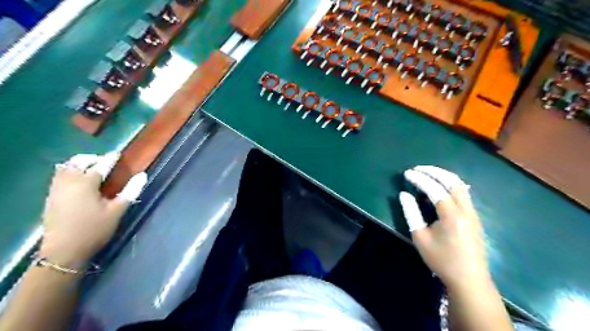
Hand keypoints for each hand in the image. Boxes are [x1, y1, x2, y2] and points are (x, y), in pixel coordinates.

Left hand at [39, 152, 147, 268]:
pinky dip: (70, 172)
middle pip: (77, 162)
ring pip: (65, 168)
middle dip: (91, 158)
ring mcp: (56, 190)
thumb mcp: (117, 211)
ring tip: (91, 169)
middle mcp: (68, 182)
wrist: (64, 251)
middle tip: (103, 161)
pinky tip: (79, 181)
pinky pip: (59, 177)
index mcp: (86, 184)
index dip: (110, 159)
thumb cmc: (94, 229)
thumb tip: (143, 175)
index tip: (117, 154)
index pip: (101, 166)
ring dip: (78, 164)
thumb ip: (131, 191)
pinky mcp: (51, 198)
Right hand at [401, 165, 487, 288]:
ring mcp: (473, 212)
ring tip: (427, 173)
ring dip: (443, 175)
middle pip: (452, 181)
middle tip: (418, 168)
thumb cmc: (441, 260)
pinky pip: (463, 192)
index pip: (434, 188)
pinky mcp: (475, 216)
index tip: (407, 173)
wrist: (469, 279)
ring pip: (460, 185)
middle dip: (433, 171)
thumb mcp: (420, 238)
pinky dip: (450, 184)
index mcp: (451, 215)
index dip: (419, 178)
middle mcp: (465, 209)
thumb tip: (404, 194)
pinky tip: (441, 186)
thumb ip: (411, 213)